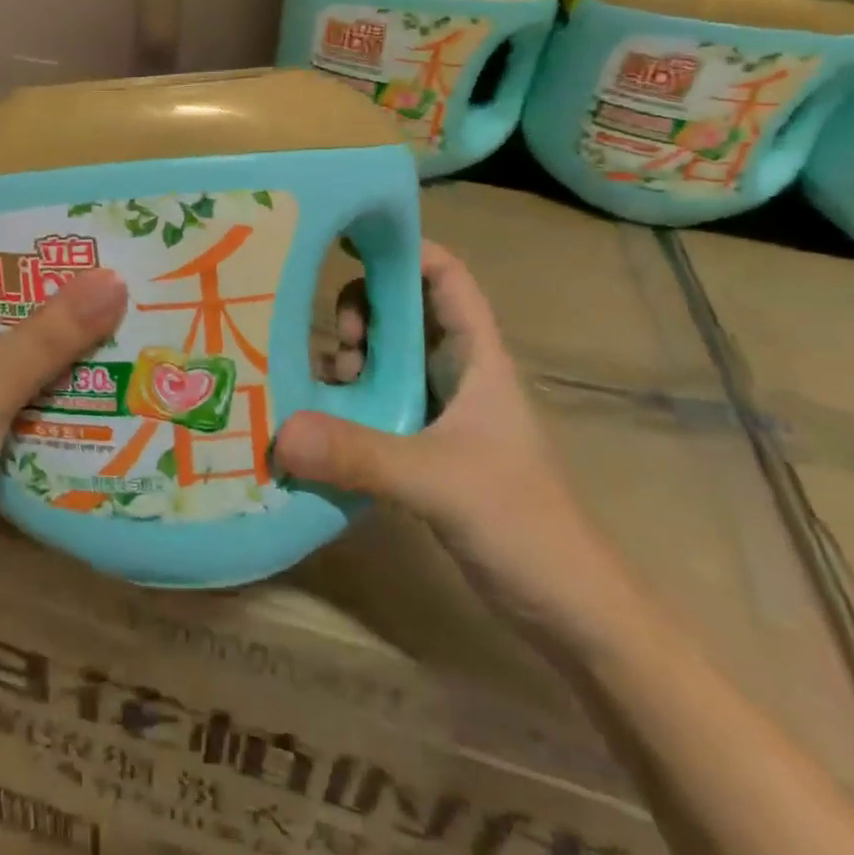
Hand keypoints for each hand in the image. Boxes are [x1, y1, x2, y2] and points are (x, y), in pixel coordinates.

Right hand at [278, 242, 639, 653]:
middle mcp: (455, 374)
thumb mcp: (439, 481)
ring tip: (319, 389)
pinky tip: (315, 422)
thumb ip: (361, 455)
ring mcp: (439, 412)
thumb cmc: (524, 524)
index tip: (347, 241)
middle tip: (334, 347)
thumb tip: (280, 432)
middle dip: (361, 314)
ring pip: (385, 360)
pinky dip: (346, 403)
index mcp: (477, 358)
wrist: (573, 613)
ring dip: (349, 362)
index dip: (404, 249)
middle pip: (402, 312)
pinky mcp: (424, 449)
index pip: (445, 277)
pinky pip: (376, 405)